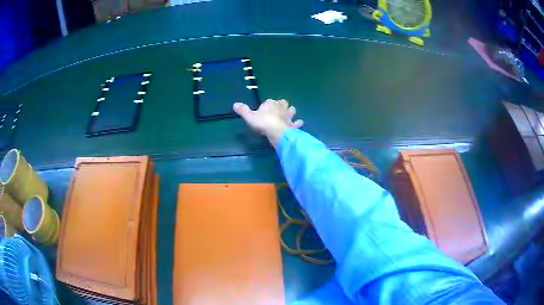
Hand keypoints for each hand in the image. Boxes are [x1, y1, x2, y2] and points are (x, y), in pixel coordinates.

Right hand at [233, 99, 303, 147]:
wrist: (276, 132)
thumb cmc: (262, 123)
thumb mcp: (249, 117)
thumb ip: (243, 110)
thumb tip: (235, 104)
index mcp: (270, 104)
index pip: (269, 101)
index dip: (267, 104)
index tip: (264, 109)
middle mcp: (281, 108)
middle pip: (283, 103)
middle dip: (281, 105)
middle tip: (278, 109)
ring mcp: (288, 116)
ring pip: (292, 110)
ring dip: (290, 111)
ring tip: (288, 115)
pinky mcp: (293, 125)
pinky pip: (297, 123)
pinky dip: (298, 123)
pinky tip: (298, 123)